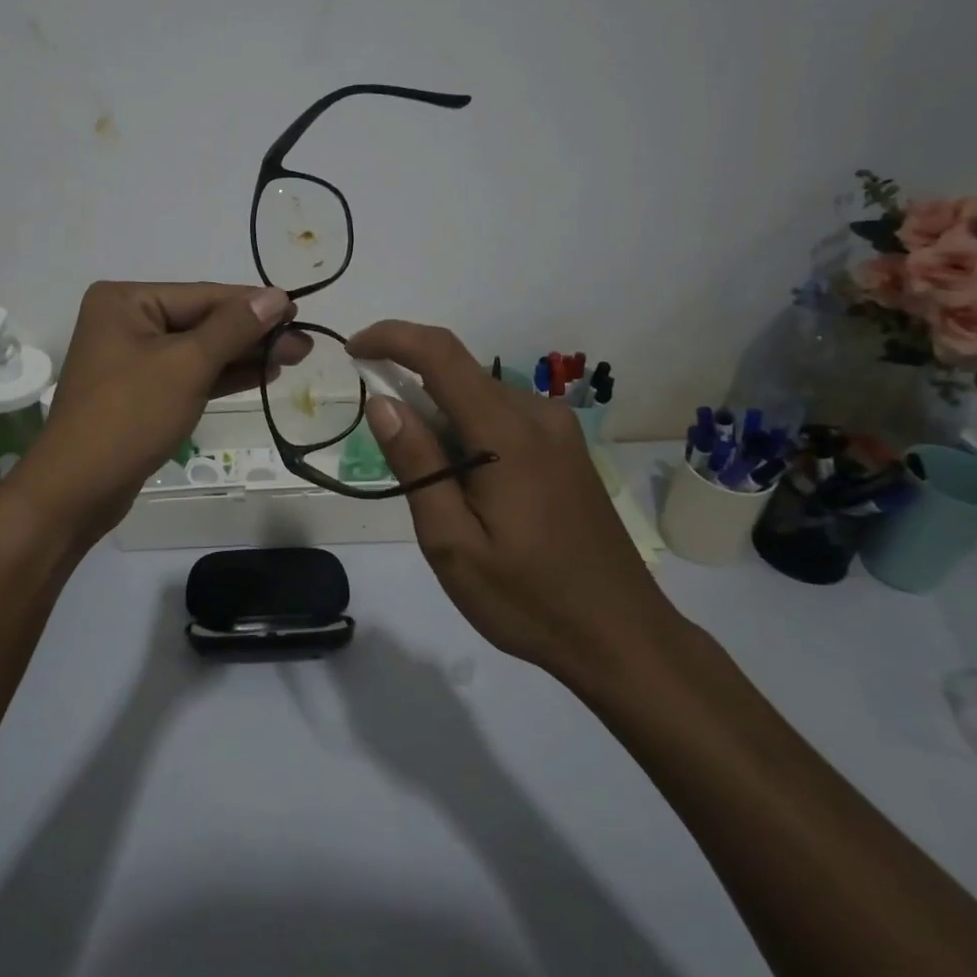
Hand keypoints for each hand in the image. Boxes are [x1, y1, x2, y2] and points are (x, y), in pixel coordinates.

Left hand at [8, 282, 307, 548]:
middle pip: (202, 321)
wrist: (76, 491)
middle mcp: (126, 321)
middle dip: (253, 334)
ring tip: (294, 357)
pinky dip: (222, 376)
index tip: (299, 311)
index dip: (254, 305)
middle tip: (304, 343)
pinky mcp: (140, 391)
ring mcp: (132, 358)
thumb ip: (233, 328)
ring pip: (198, 349)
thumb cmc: (129, 416)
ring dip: (244, 355)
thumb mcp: (186, 366)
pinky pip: (188, 374)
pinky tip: (261, 374)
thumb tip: (276, 296)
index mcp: (126, 300)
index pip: (203, 295)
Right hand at [347, 321, 685, 691]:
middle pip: (457, 377)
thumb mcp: (453, 544)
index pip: (440, 353)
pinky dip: (469, 435)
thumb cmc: (530, 600)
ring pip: (477, 399)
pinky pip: (501, 418)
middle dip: (412, 401)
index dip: (391, 338)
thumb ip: (417, 465)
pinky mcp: (566, 448)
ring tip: (444, 499)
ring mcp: (558, 430)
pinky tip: (475, 495)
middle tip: (400, 470)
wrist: (624, 638)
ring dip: (441, 424)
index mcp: (509, 433)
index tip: (352, 351)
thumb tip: (382, 403)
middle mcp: (538, 414)